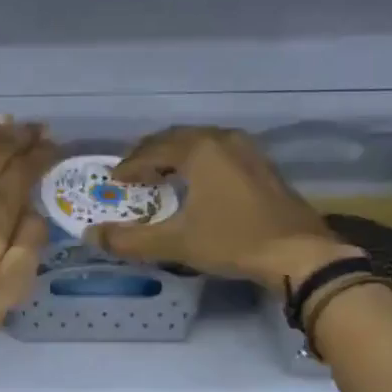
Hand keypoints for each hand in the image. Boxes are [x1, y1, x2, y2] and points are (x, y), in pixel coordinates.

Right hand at [88, 126, 361, 292]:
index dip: (130, 165)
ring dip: (177, 155)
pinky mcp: (263, 166)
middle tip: (133, 173)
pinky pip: (220, 152)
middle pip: (177, 138)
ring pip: (201, 143)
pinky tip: (198, 182)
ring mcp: (248, 150)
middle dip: (151, 154)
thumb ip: (131, 240)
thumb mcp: (176, 243)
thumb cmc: (233, 241)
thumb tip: (91, 237)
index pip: (153, 149)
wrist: (299, 253)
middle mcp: (223, 140)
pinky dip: (200, 161)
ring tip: (161, 174)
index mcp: (199, 150)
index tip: (114, 180)